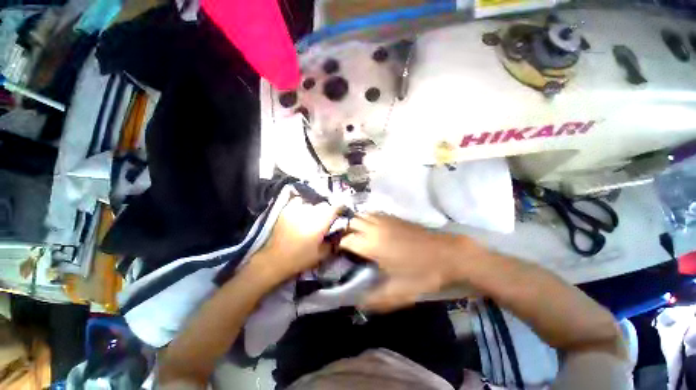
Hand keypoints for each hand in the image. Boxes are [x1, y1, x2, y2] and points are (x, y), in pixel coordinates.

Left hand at [250, 197, 338, 284]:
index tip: (342, 212)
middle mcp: (310, 212)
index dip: (340, 208)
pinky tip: (301, 213)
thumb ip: (334, 242)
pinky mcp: (286, 210)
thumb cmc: (300, 259)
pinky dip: (301, 205)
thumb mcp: (322, 254)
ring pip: (311, 203)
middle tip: (325, 220)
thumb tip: (341, 233)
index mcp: (320, 222)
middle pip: (323, 205)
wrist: (274, 260)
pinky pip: (297, 202)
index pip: (335, 207)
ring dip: (314, 209)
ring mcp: (296, 209)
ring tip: (311, 217)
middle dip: (327, 211)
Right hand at [340, 214, 487, 311]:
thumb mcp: (400, 292)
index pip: (347, 240)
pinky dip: (367, 218)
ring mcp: (385, 220)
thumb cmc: (423, 272)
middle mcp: (375, 228)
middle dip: (345, 231)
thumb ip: (377, 299)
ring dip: (356, 223)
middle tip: (346, 243)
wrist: (449, 253)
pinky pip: (374, 213)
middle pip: (352, 223)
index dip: (340, 246)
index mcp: (372, 244)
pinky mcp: (395, 217)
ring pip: (362, 215)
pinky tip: (372, 227)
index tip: (339, 254)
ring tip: (356, 234)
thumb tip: (358, 304)